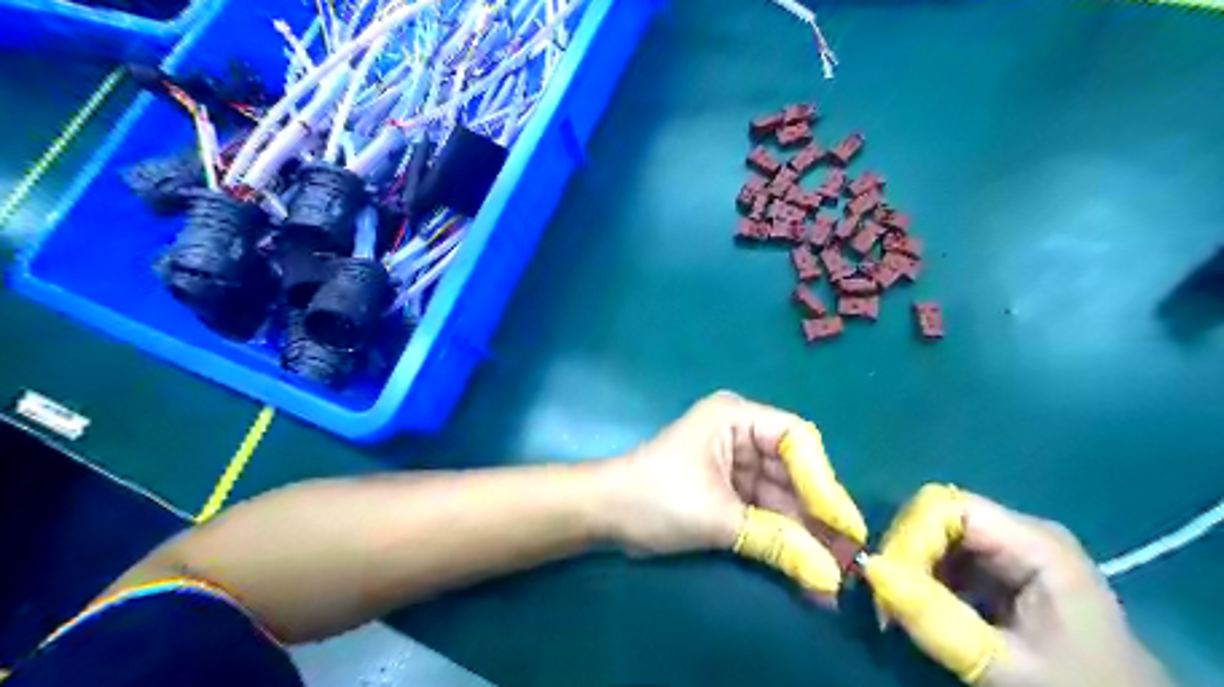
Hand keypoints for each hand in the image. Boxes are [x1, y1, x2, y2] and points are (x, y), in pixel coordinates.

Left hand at [602, 391, 858, 594]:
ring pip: (782, 496)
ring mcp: (737, 463)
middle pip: (794, 471)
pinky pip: (765, 511)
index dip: (822, 479)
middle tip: (844, 558)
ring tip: (829, 575)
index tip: (841, 523)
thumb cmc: (656, 498)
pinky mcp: (731, 490)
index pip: (796, 439)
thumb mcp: (717, 518)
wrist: (607, 514)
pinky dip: (781, 538)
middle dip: (815, 515)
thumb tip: (829, 578)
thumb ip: (776, 542)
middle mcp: (742, 434)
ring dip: (802, 534)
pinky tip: (804, 569)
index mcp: (736, 418)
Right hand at [859, 489, 1174, 686]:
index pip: (944, 505)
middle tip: (888, 603)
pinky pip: (946, 556)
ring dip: (910, 568)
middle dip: (904, 554)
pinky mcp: (1001, 567)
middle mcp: (1019, 531)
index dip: (907, 535)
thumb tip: (869, 570)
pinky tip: (921, 608)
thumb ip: (939, 619)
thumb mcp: (1008, 663)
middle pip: (936, 516)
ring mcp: (1011, 548)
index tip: (887, 582)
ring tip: (899, 609)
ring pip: (935, 535)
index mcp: (1034, 542)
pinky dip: (924, 579)